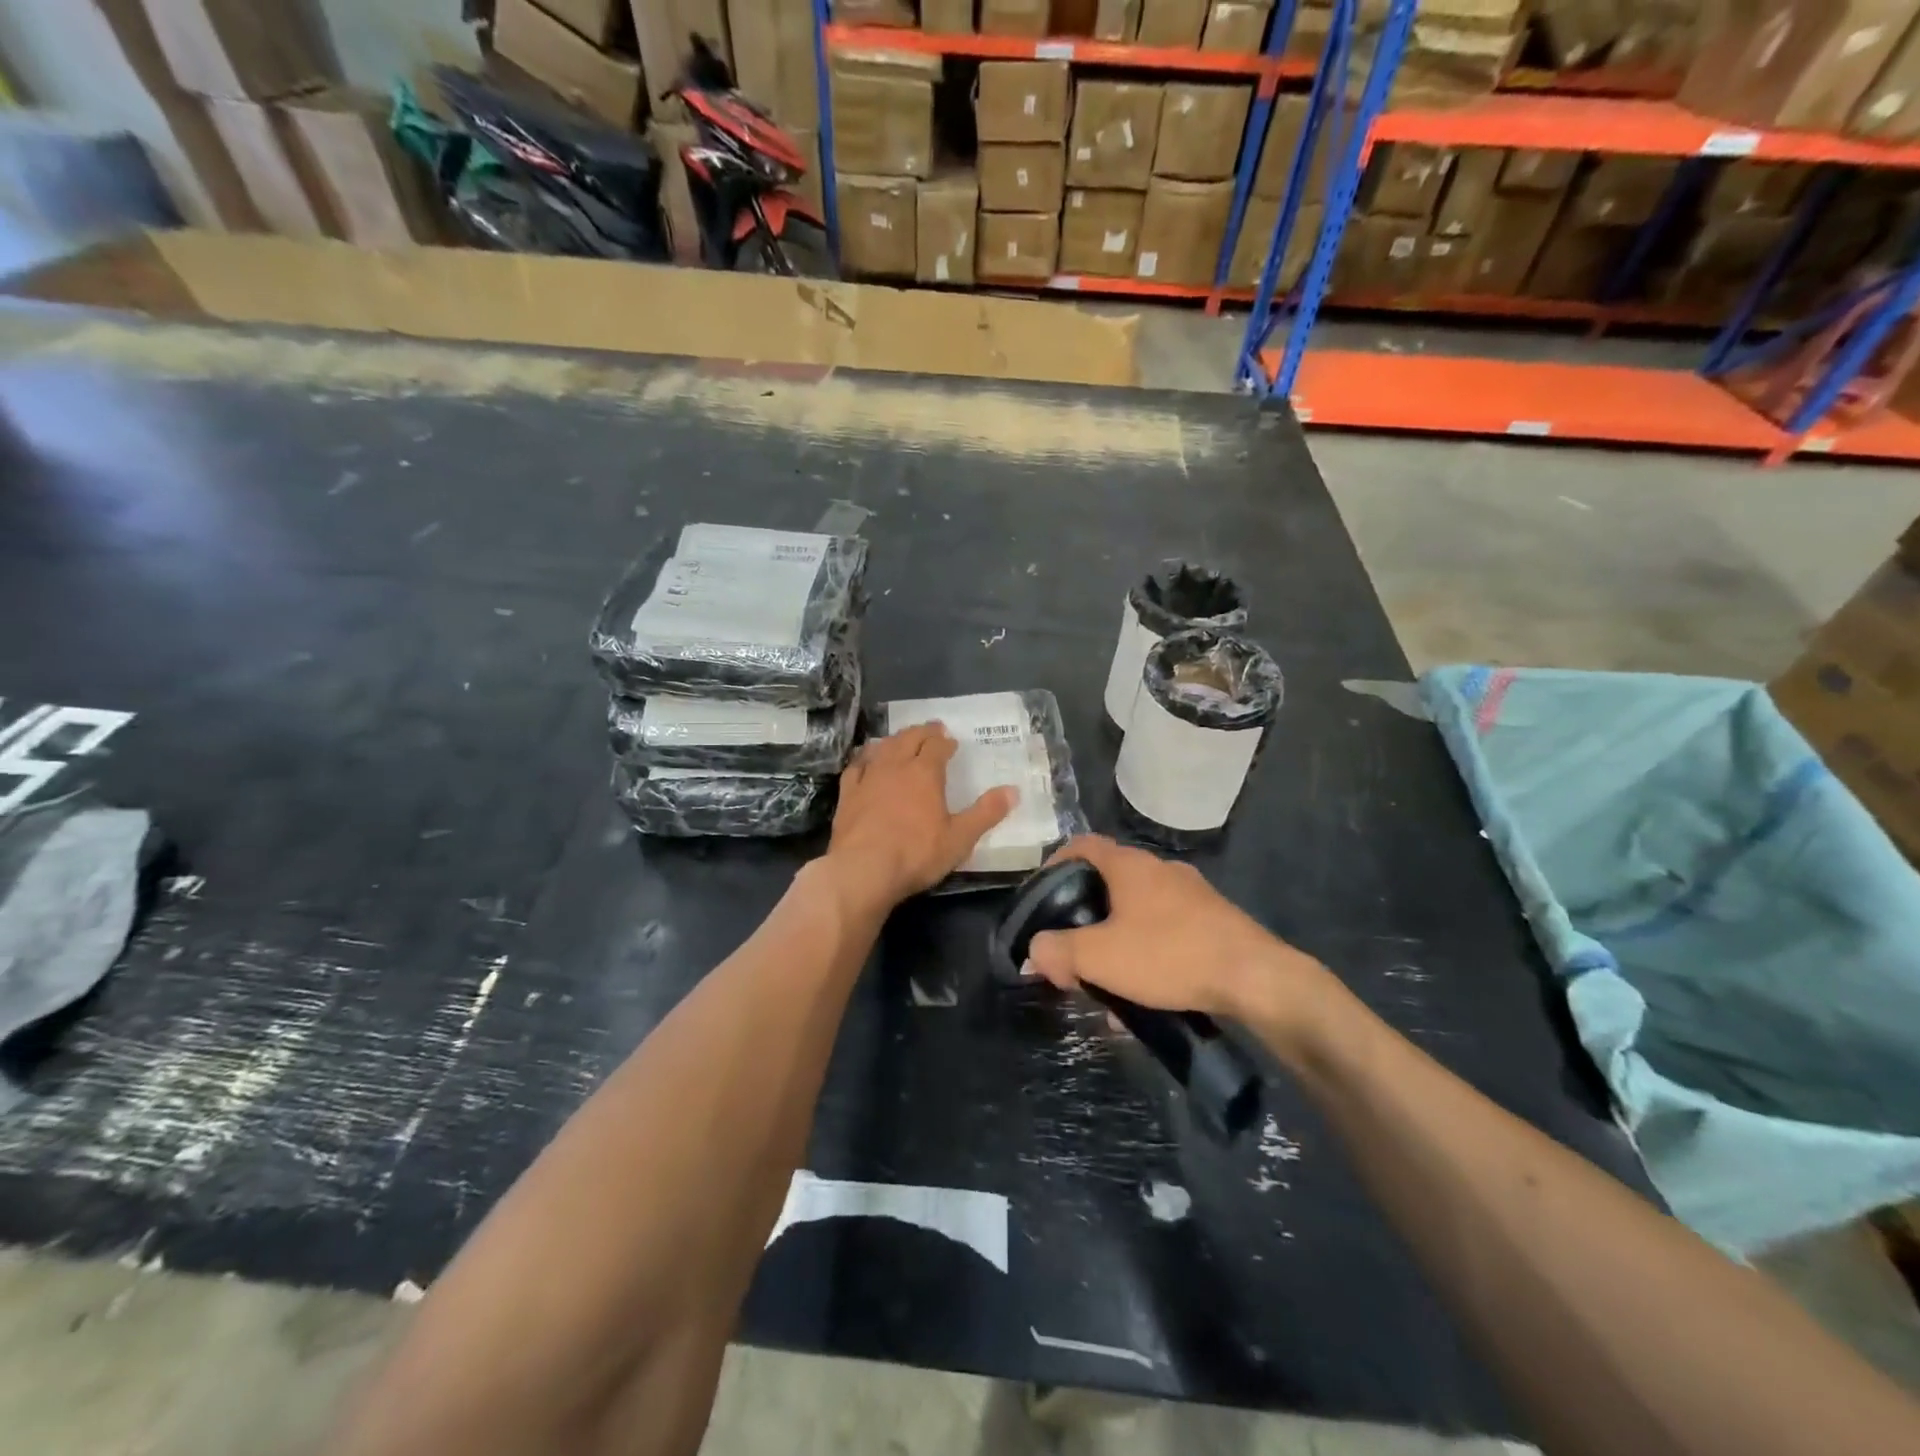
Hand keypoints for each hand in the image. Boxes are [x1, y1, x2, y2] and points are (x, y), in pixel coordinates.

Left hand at [824, 723, 1014, 911]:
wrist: (862, 870)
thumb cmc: (916, 854)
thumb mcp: (960, 838)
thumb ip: (986, 813)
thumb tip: (1013, 791)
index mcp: (925, 772)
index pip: (937, 745)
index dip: (945, 741)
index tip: (951, 742)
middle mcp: (895, 766)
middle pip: (909, 738)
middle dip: (923, 732)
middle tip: (932, 730)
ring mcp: (868, 777)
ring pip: (883, 747)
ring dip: (896, 740)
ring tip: (902, 740)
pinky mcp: (848, 794)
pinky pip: (856, 766)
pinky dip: (865, 758)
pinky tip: (867, 760)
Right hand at [1026, 835, 1327, 1029]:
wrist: (1256, 978)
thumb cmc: (1170, 955)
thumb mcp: (1101, 957)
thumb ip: (1059, 951)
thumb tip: (1035, 950)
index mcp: (1129, 865)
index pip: (1081, 845)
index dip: (1054, 864)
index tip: (1041, 896)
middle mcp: (1159, 870)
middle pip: (1107, 882)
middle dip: (1084, 918)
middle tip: (1070, 950)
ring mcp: (1190, 894)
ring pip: (1136, 912)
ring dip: (1114, 943)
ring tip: (1105, 984)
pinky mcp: (1212, 921)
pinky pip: (1165, 931)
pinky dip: (1145, 954)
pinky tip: (1144, 995)